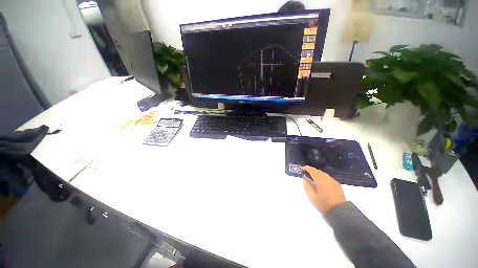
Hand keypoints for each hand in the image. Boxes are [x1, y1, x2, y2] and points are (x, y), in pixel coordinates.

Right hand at [302, 166, 345, 213]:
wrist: (340, 212)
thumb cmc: (323, 204)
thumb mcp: (311, 197)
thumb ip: (306, 186)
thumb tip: (304, 179)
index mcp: (320, 180)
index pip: (312, 170)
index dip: (306, 168)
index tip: (302, 169)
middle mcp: (327, 178)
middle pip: (318, 171)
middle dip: (312, 171)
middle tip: (307, 174)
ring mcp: (333, 182)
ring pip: (324, 174)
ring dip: (318, 175)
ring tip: (313, 180)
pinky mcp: (338, 185)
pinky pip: (328, 178)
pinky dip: (323, 178)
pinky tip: (321, 184)